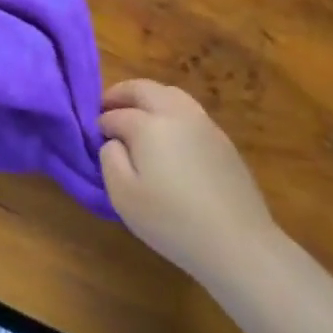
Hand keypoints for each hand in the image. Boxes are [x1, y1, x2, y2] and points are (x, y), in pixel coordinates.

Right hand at [99, 79, 281, 283]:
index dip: (101, 124)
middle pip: (144, 89)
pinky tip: (168, 134)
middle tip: (107, 107)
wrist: (238, 244)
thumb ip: (109, 159)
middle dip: (121, 94)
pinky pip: (189, 111)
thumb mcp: (122, 195)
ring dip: (148, 98)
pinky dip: (170, 111)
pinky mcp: (223, 141)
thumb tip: (114, 141)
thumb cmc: (171, 221)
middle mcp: (176, 114)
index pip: (116, 115)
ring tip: (138, 115)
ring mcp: (204, 124)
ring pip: (170, 94)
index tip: (94, 135)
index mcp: (148, 124)